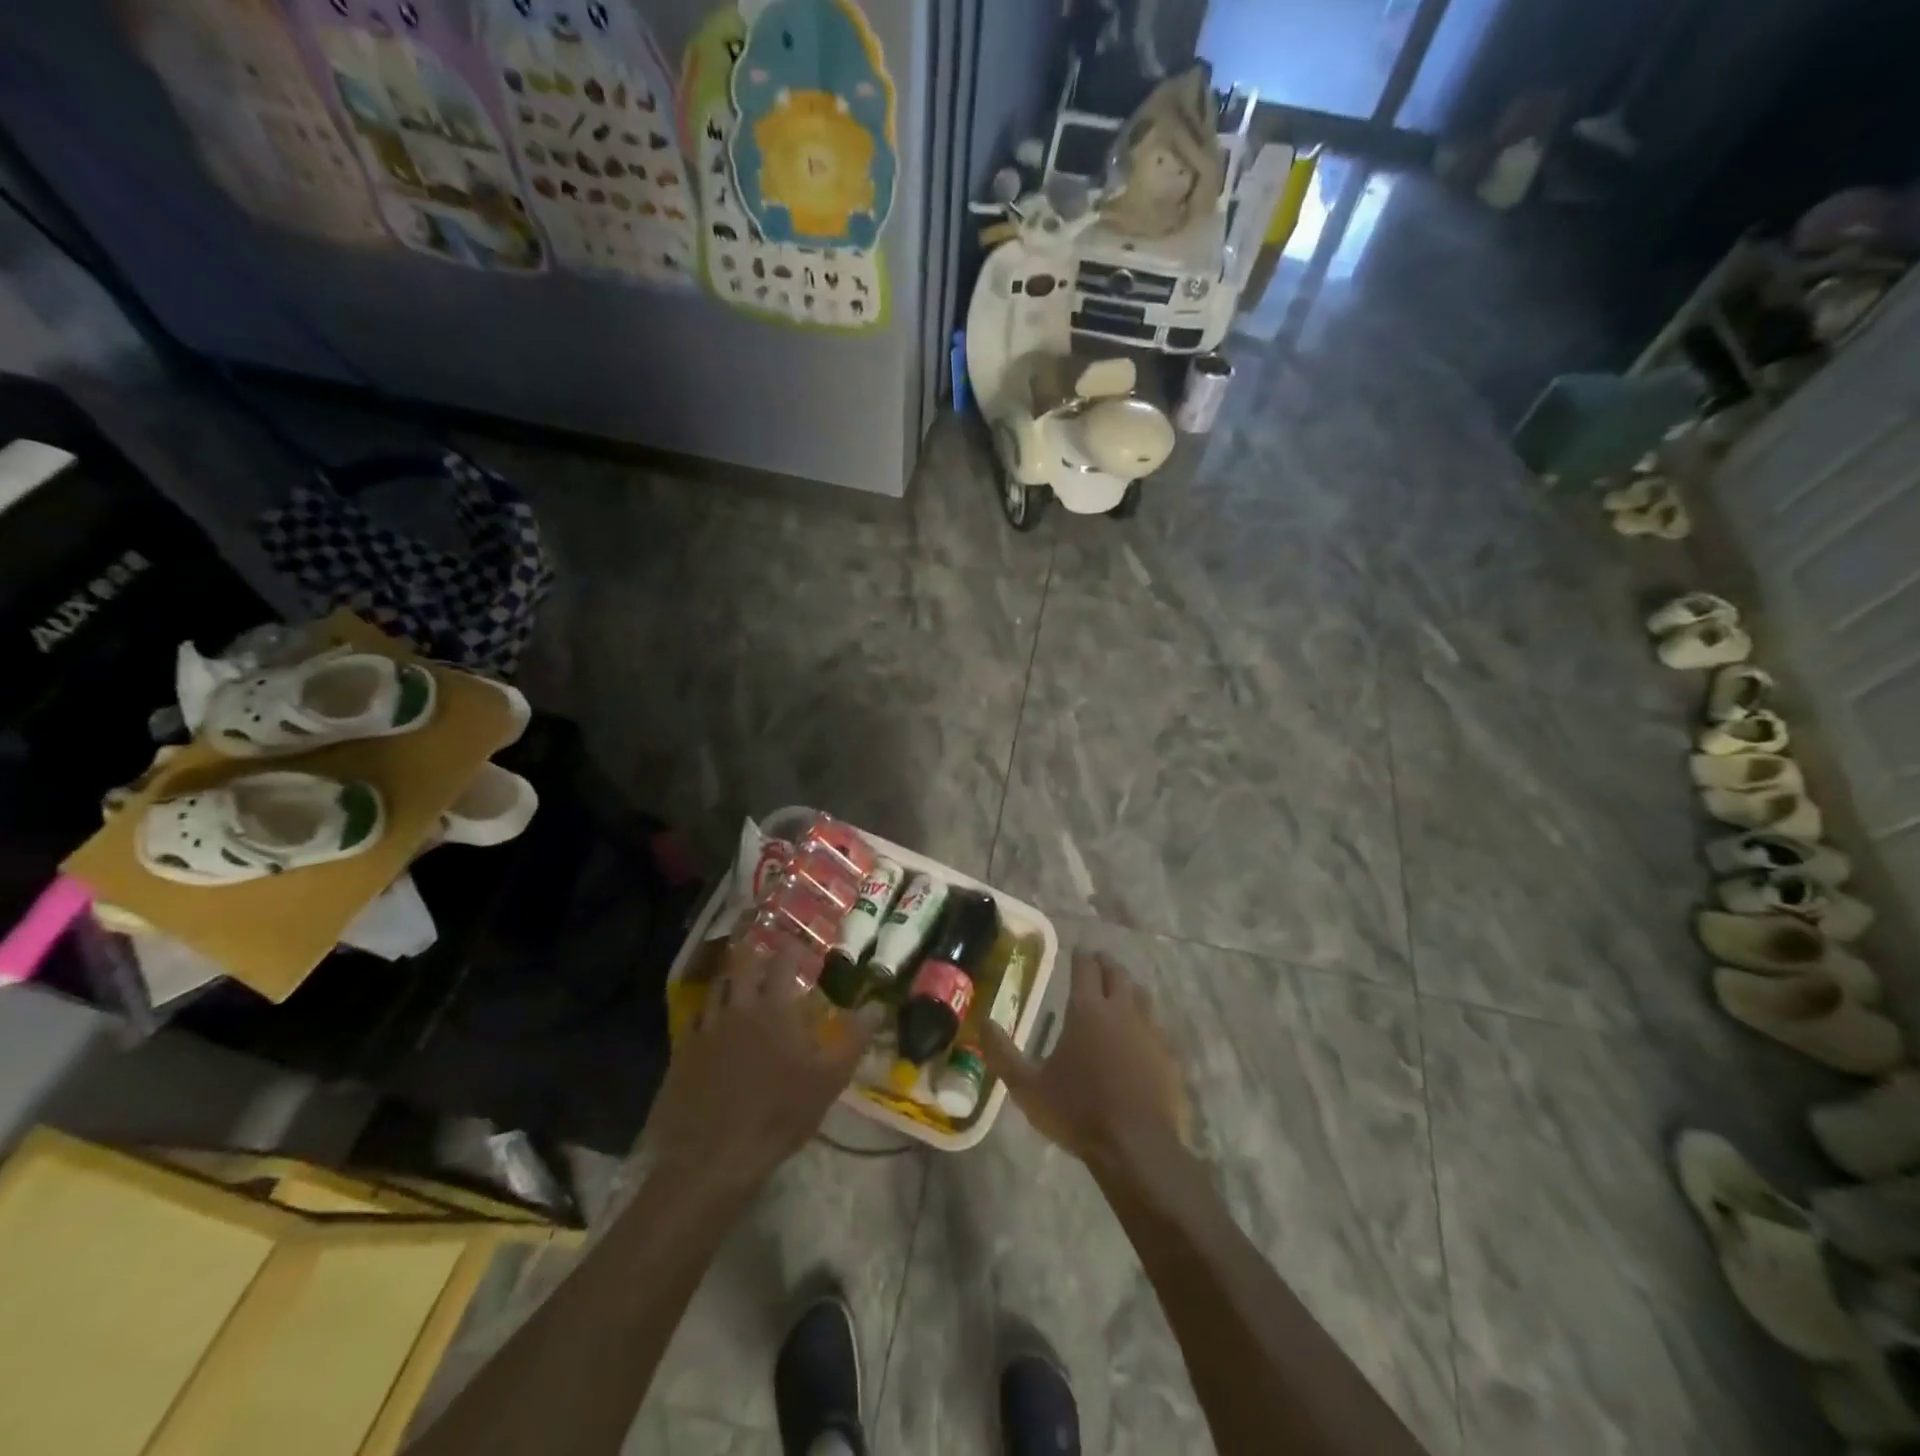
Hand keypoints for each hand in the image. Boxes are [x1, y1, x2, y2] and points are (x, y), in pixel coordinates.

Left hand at [645, 946, 882, 1193]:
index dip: (792, 948)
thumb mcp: (829, 1079)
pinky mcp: (683, 1052)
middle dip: (755, 952)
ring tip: (740, 980)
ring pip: (716, 987)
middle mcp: (737, 1007)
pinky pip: (696, 1018)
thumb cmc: (779, 1114)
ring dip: (730, 977)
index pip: (782, 962)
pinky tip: (714, 1022)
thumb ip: (854, 1038)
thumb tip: (877, 1006)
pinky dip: (708, 1011)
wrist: (712, 1157)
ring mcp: (706, 1028)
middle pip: (742, 964)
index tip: (799, 944)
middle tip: (765, 952)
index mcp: (773, 1008)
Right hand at [983, 950, 1193, 1183]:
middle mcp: (1121, 1011)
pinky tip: (1142, 1032)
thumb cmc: (1078, 1111)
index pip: (1085, 968)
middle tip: (1097, 962)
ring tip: (1120, 990)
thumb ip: (1002, 1053)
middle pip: (1117, 974)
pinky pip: (1157, 1026)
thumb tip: (983, 1022)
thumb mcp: (1028, 1087)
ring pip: (1141, 995)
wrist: (1137, 1147)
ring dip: (1128, 987)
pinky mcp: (1168, 1055)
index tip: (1077, 951)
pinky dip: (1146, 1020)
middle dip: (1105, 964)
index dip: (1080, 956)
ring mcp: (1150, 1031)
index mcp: (1087, 1010)